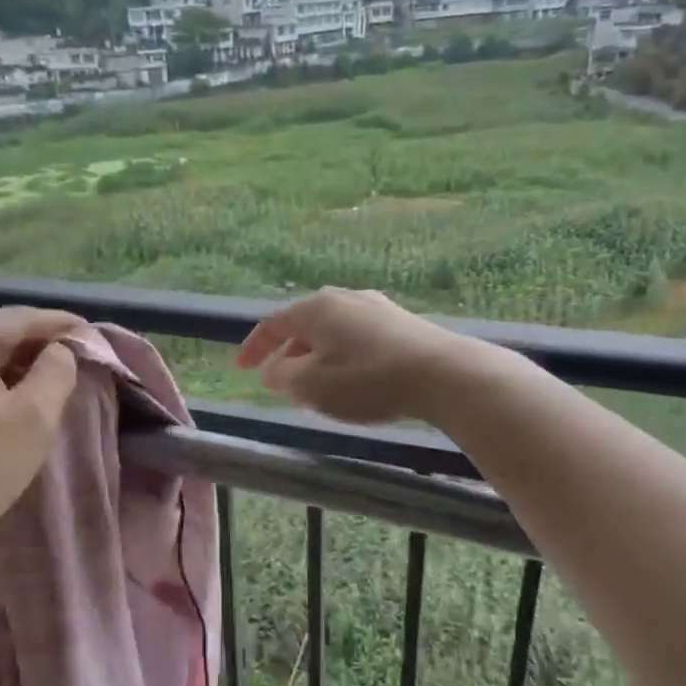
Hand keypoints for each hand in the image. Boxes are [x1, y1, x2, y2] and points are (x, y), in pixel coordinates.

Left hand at [0, 308, 82, 548]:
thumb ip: (57, 371)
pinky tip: (9, 396)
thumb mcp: (34, 419)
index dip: (61, 325)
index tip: (92, 334)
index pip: (20, 318)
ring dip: (13, 365)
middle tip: (76, 360)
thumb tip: (59, 351)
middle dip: (37, 346)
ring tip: (48, 379)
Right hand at [235, 288, 467, 423]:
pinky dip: (341, 355)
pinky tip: (350, 378)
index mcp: (316, 309)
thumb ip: (285, 377)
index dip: (254, 347)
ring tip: (314, 385)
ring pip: (331, 331)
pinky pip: (356, 336)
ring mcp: (375, 307)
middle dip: (287, 354)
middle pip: (303, 325)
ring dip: (315, 356)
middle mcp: (343, 299)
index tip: (241, 368)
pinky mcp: (400, 323)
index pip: (273, 324)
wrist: (444, 375)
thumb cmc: (368, 380)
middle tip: (279, 381)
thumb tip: (274, 370)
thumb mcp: (313, 386)